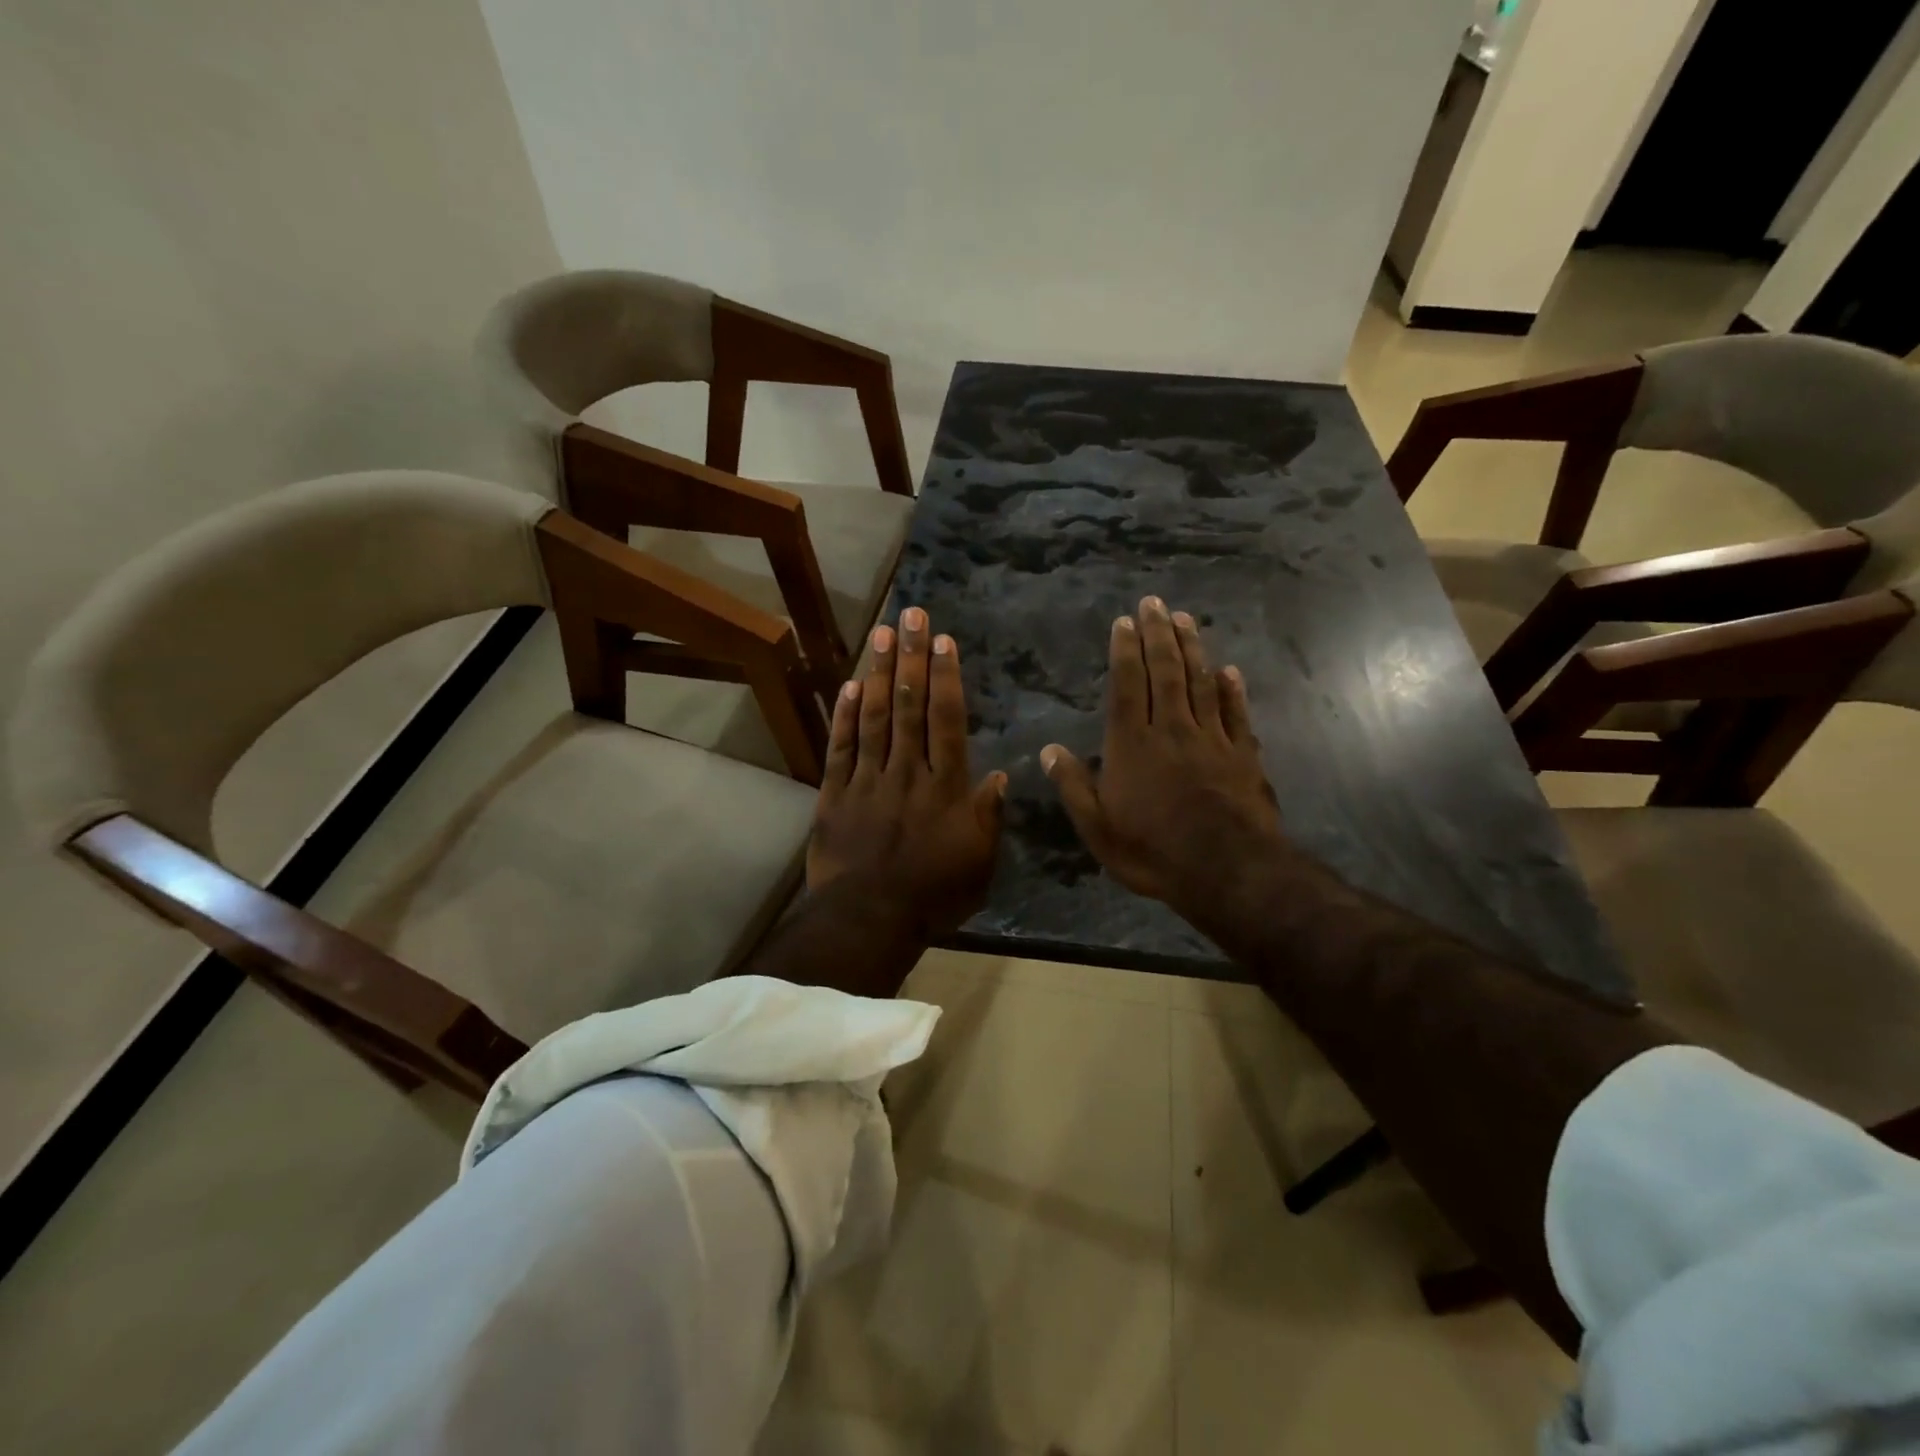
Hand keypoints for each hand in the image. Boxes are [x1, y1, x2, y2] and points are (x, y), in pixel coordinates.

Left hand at [807, 606, 1007, 933]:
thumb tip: (999, 774)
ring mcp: (867, 780)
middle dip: (911, 657)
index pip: (946, 720)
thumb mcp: (979, 862)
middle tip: (911, 614)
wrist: (868, 919)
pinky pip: (840, 747)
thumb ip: (988, 816)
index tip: (942, 640)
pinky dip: (844, 715)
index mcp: (944, 787)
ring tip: (882, 633)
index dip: (945, 676)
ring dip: (878, 672)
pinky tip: (849, 684)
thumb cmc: (933, 894)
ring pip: (874, 717)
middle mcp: (906, 772)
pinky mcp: (833, 794)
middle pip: (909, 705)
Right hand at [1040, 596, 1292, 930]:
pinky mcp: (1243, 756)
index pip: (1127, 685)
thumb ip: (1073, 786)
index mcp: (1132, 744)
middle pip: (1166, 672)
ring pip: (1200, 683)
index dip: (1125, 650)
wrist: (1228, 871)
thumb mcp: (1098, 827)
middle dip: (1158, 634)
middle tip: (1154, 603)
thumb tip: (1048, 750)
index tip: (1124, 621)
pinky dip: (1232, 690)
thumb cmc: (1153, 851)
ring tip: (1186, 619)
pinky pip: (1236, 714)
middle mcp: (1172, 729)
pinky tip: (1229, 671)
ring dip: (1192, 649)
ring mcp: (1212, 739)